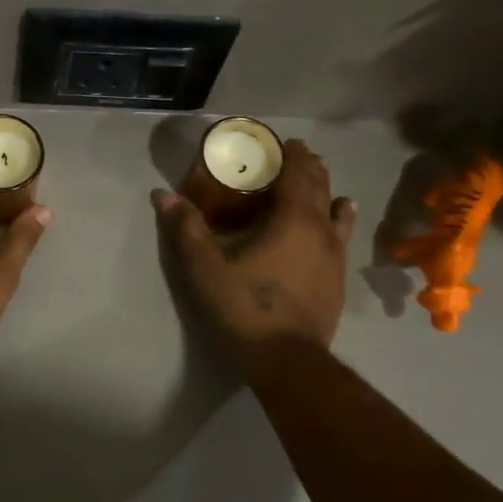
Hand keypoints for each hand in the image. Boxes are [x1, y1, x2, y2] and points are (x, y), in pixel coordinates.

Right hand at [153, 138, 356, 376]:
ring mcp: (335, 255)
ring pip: (335, 209)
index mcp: (292, 219)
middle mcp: (321, 230)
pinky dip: (338, 217)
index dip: (290, 153)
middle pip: (319, 186)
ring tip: (318, 178)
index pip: (297, 173)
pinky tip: (339, 218)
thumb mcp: (204, 268)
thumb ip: (185, 228)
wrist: (287, 361)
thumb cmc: (244, 308)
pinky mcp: (337, 279)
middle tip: (294, 153)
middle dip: (307, 165)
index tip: (280, 140)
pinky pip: (340, 235)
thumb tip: (162, 194)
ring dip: (325, 189)